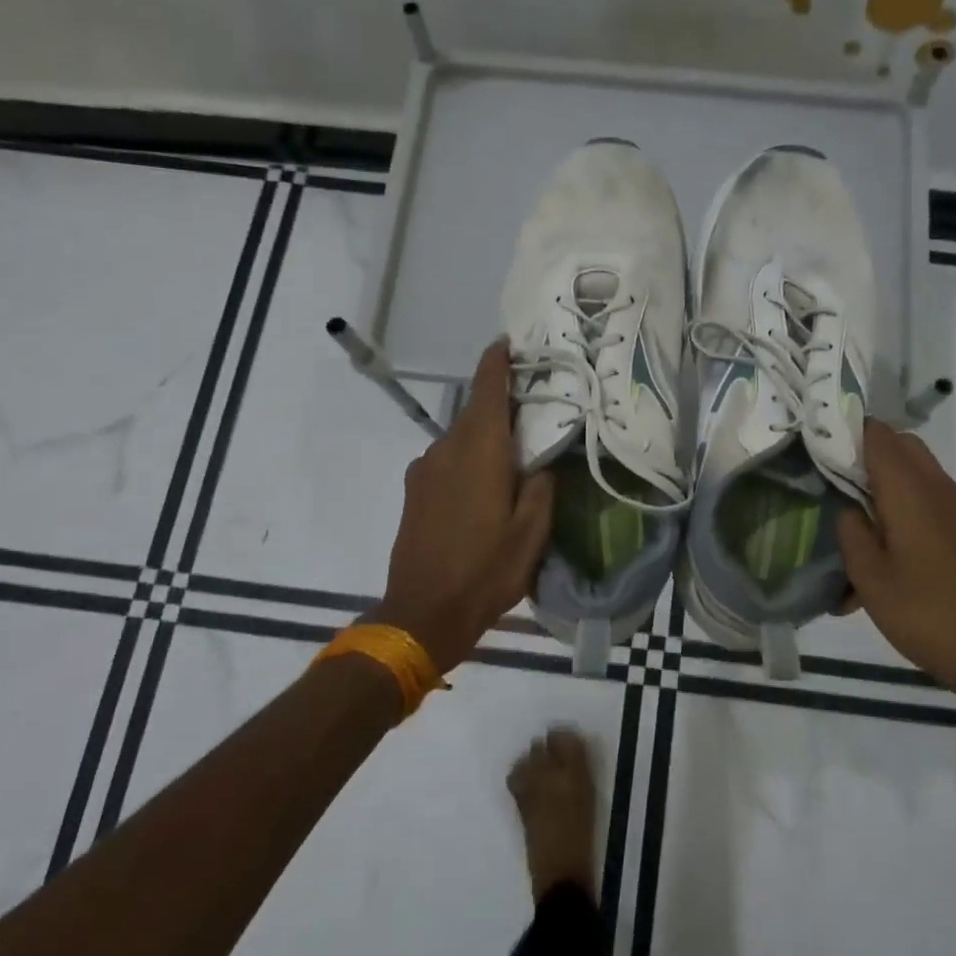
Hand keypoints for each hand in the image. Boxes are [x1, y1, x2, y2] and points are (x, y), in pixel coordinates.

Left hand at [379, 340, 553, 673]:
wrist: (422, 613)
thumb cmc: (486, 571)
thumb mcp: (532, 533)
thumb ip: (542, 487)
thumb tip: (543, 462)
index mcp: (481, 451)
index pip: (487, 390)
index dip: (497, 362)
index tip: (508, 342)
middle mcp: (447, 449)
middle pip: (475, 412)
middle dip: (500, 403)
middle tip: (532, 410)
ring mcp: (424, 469)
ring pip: (461, 438)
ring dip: (484, 437)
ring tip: (512, 458)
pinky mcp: (413, 490)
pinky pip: (446, 460)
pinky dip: (467, 459)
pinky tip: (482, 487)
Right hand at [836, 420, 955, 720]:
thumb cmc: (925, 612)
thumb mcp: (869, 575)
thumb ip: (850, 530)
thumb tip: (848, 508)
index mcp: (910, 488)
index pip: (875, 433)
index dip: (842, 431)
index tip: (813, 446)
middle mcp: (936, 487)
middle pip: (897, 445)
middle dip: (862, 455)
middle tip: (830, 481)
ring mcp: (955, 508)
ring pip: (912, 472)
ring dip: (881, 484)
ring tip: (851, 522)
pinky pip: (925, 500)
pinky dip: (900, 508)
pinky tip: (880, 555)